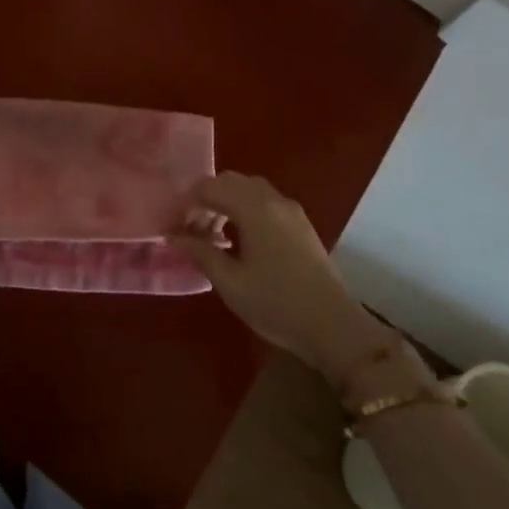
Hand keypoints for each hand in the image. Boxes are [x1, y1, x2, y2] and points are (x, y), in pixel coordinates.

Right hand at [168, 172, 410, 391]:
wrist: (334, 328)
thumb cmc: (276, 304)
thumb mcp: (230, 282)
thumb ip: (200, 253)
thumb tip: (174, 236)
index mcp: (253, 208)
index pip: (209, 187)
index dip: (187, 205)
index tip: (176, 230)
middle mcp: (273, 199)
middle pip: (230, 181)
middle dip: (206, 199)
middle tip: (193, 231)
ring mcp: (291, 210)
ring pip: (249, 189)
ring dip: (227, 203)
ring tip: (215, 236)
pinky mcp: (302, 224)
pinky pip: (266, 202)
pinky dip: (246, 209)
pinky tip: (241, 241)